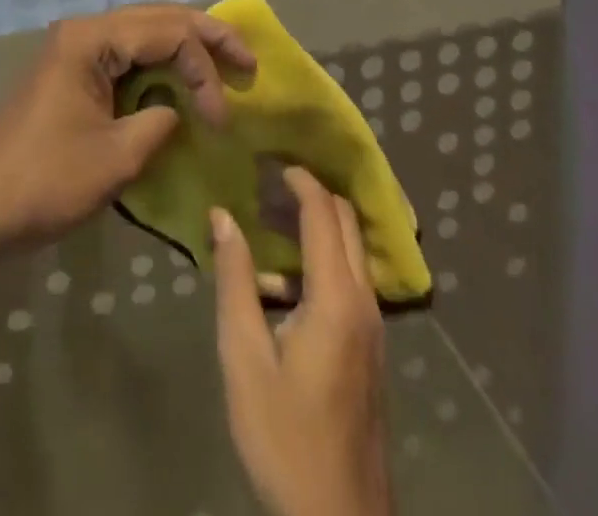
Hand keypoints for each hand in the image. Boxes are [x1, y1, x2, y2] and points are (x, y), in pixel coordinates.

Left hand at [0, 2, 254, 262]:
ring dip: (181, 50)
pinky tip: (177, 83)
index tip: (223, 120)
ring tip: (222, 68)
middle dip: (204, 37)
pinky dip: (155, 68)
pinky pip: (122, 58)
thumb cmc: (41, 183)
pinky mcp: (68, 75)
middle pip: (156, 19)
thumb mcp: (114, 159)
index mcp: (90, 39)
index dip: (206, 68)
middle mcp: (81, 32)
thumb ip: (159, 124)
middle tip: (247, 61)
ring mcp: (71, 51)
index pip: (167, 32)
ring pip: (140, 35)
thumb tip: (178, 111)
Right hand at [212, 170, 392, 515]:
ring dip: (317, 226)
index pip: (323, 213)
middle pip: (346, 222)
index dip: (298, 179)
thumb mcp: (244, 357)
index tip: (266, 159)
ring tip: (268, 225)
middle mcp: (364, 302)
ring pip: (352, 251)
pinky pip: (352, 279)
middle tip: (266, 184)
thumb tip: (223, 216)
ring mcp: (374, 328)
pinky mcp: (372, 349)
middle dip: (311, 194)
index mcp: (336, 298)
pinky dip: (324, 258)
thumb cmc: (284, 437)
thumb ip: (235, 280)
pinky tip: (285, 281)